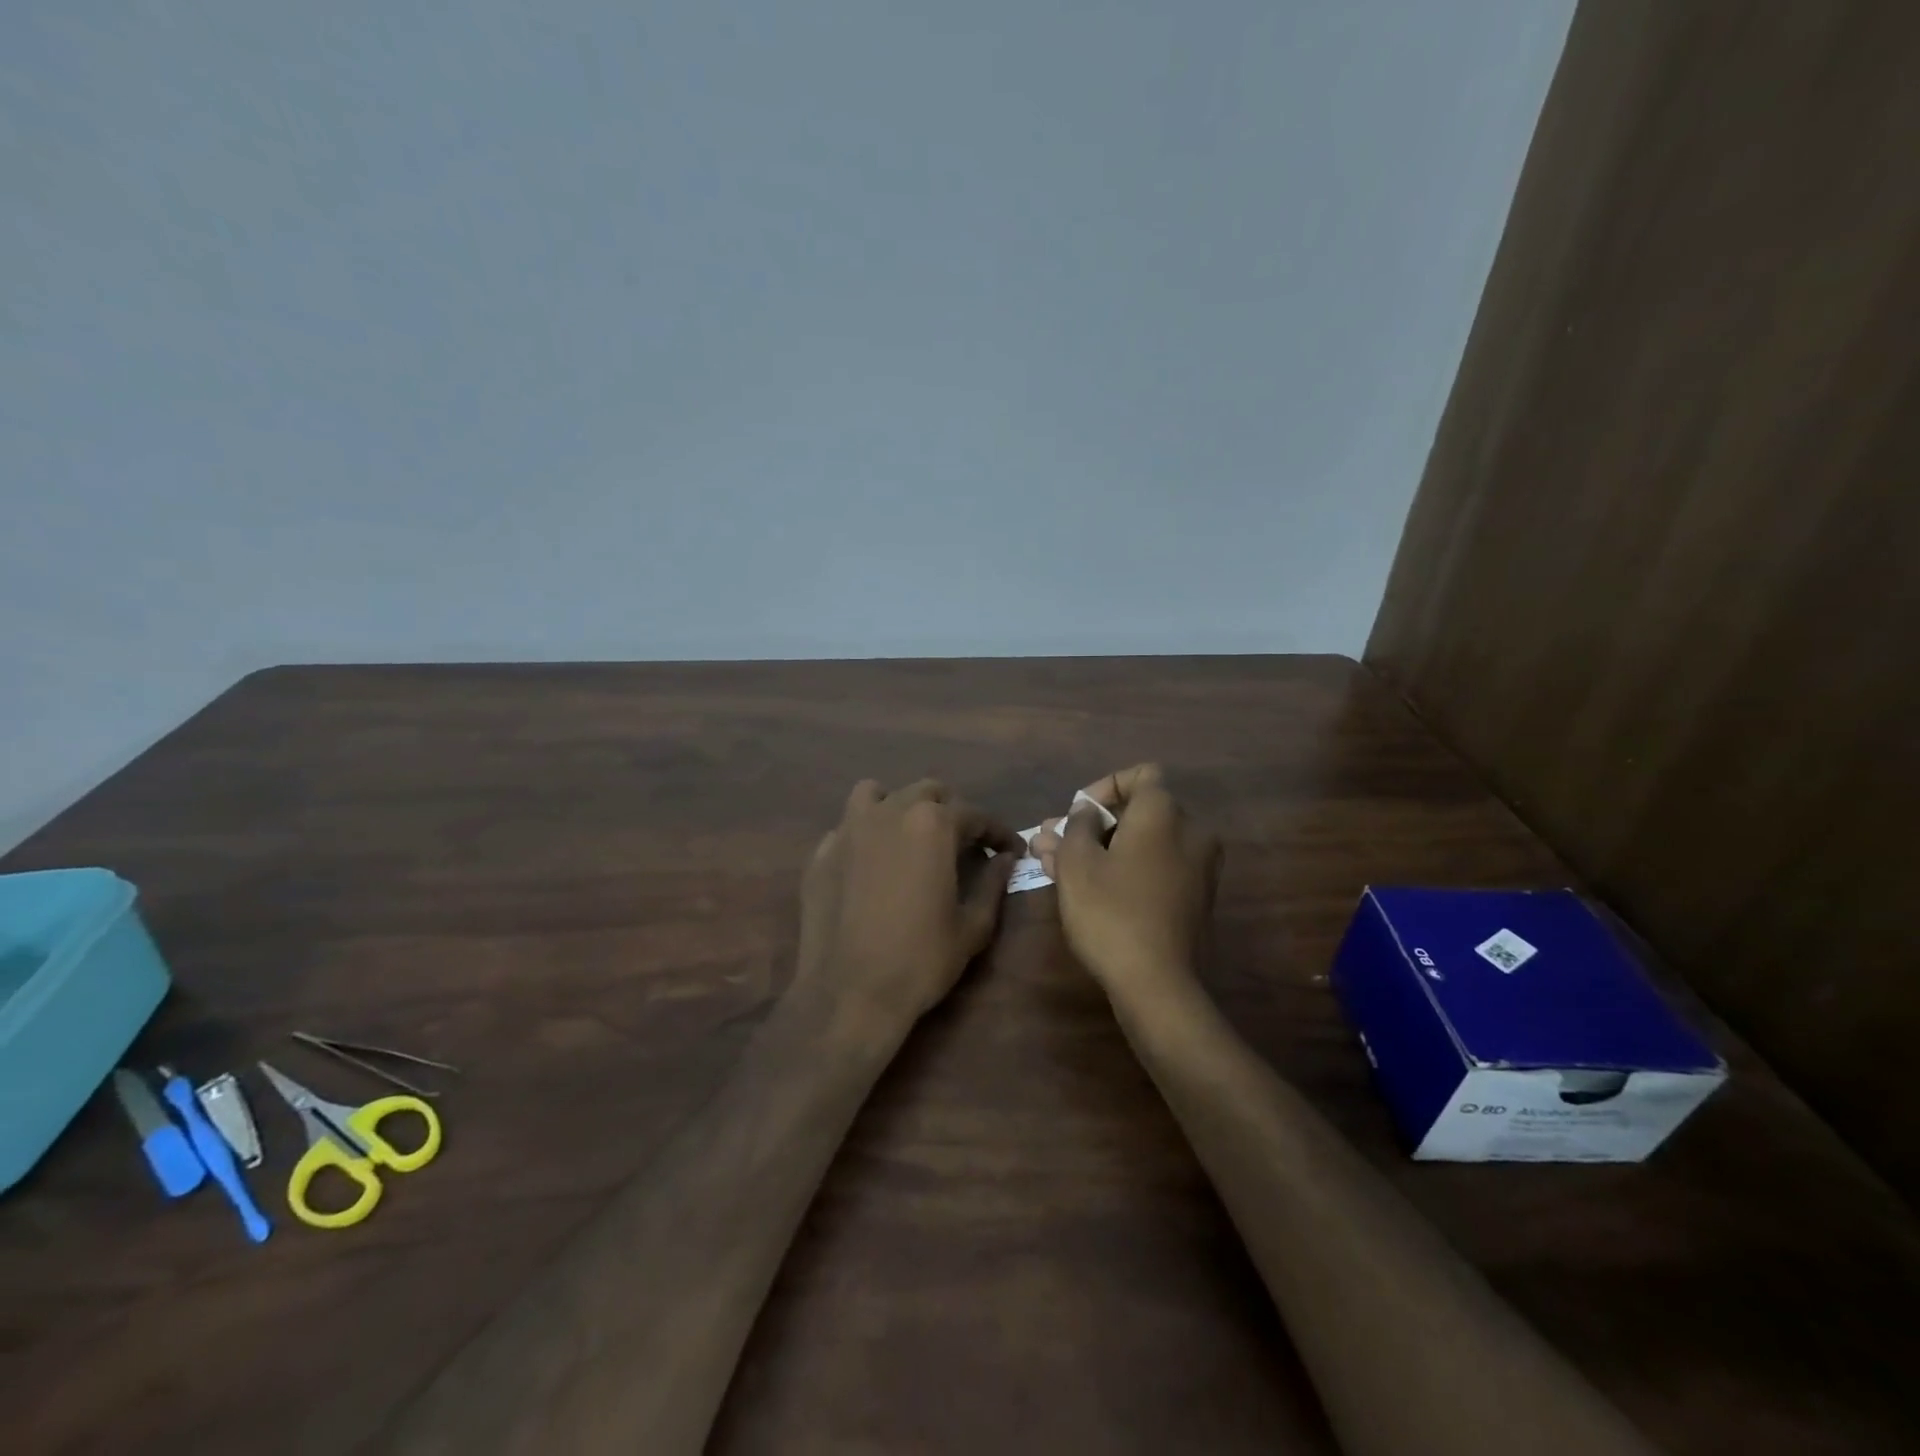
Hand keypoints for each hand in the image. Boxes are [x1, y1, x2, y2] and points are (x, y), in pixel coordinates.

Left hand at [794, 778, 1021, 1037]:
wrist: (848, 993)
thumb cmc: (920, 960)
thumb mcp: (972, 927)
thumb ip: (992, 884)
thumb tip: (1005, 859)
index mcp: (932, 825)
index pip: (975, 815)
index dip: (998, 832)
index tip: (1010, 850)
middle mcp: (889, 812)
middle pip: (927, 792)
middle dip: (951, 811)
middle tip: (963, 843)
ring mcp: (849, 829)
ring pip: (878, 794)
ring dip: (899, 806)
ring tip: (910, 836)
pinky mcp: (821, 852)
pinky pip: (847, 827)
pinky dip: (865, 834)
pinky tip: (871, 864)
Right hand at [1038, 764, 1221, 1007]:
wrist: (1157, 983)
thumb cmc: (1111, 912)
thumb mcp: (1077, 862)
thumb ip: (1077, 825)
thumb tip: (1086, 813)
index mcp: (1164, 813)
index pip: (1140, 775)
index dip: (1103, 788)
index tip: (1076, 816)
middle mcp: (1190, 831)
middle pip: (1136, 813)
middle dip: (1089, 825)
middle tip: (1049, 843)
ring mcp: (1198, 867)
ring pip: (1141, 843)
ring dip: (1100, 848)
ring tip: (1053, 865)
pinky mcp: (1194, 898)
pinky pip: (1155, 867)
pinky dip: (1124, 869)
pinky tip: (1085, 886)